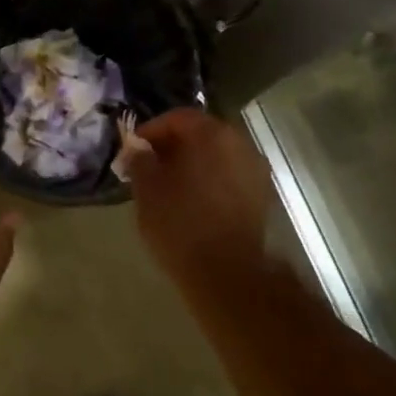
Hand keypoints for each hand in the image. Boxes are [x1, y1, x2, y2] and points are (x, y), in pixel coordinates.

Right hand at [130, 108, 271, 282]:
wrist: (228, 276)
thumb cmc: (181, 224)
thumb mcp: (147, 189)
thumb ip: (140, 160)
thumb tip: (137, 148)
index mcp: (211, 134)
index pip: (177, 118)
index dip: (151, 131)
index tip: (134, 151)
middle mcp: (239, 144)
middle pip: (200, 134)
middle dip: (173, 147)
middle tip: (149, 167)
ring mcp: (255, 171)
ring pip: (216, 156)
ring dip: (192, 165)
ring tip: (169, 187)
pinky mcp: (261, 198)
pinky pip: (229, 177)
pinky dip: (209, 181)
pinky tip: (192, 202)